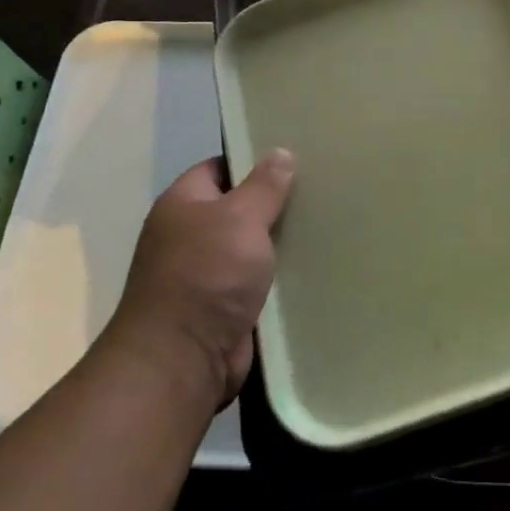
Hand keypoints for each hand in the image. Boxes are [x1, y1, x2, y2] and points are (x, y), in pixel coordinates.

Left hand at [101, 150, 295, 410]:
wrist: (184, 358)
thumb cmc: (207, 275)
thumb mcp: (240, 219)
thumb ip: (264, 187)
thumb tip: (281, 152)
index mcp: (183, 204)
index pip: (219, 168)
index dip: (253, 160)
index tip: (295, 157)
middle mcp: (190, 235)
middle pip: (238, 208)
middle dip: (274, 202)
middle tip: (321, 189)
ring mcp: (206, 273)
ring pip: (251, 246)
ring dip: (280, 242)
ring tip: (326, 223)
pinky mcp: (225, 305)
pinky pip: (257, 280)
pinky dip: (280, 275)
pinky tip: (314, 265)